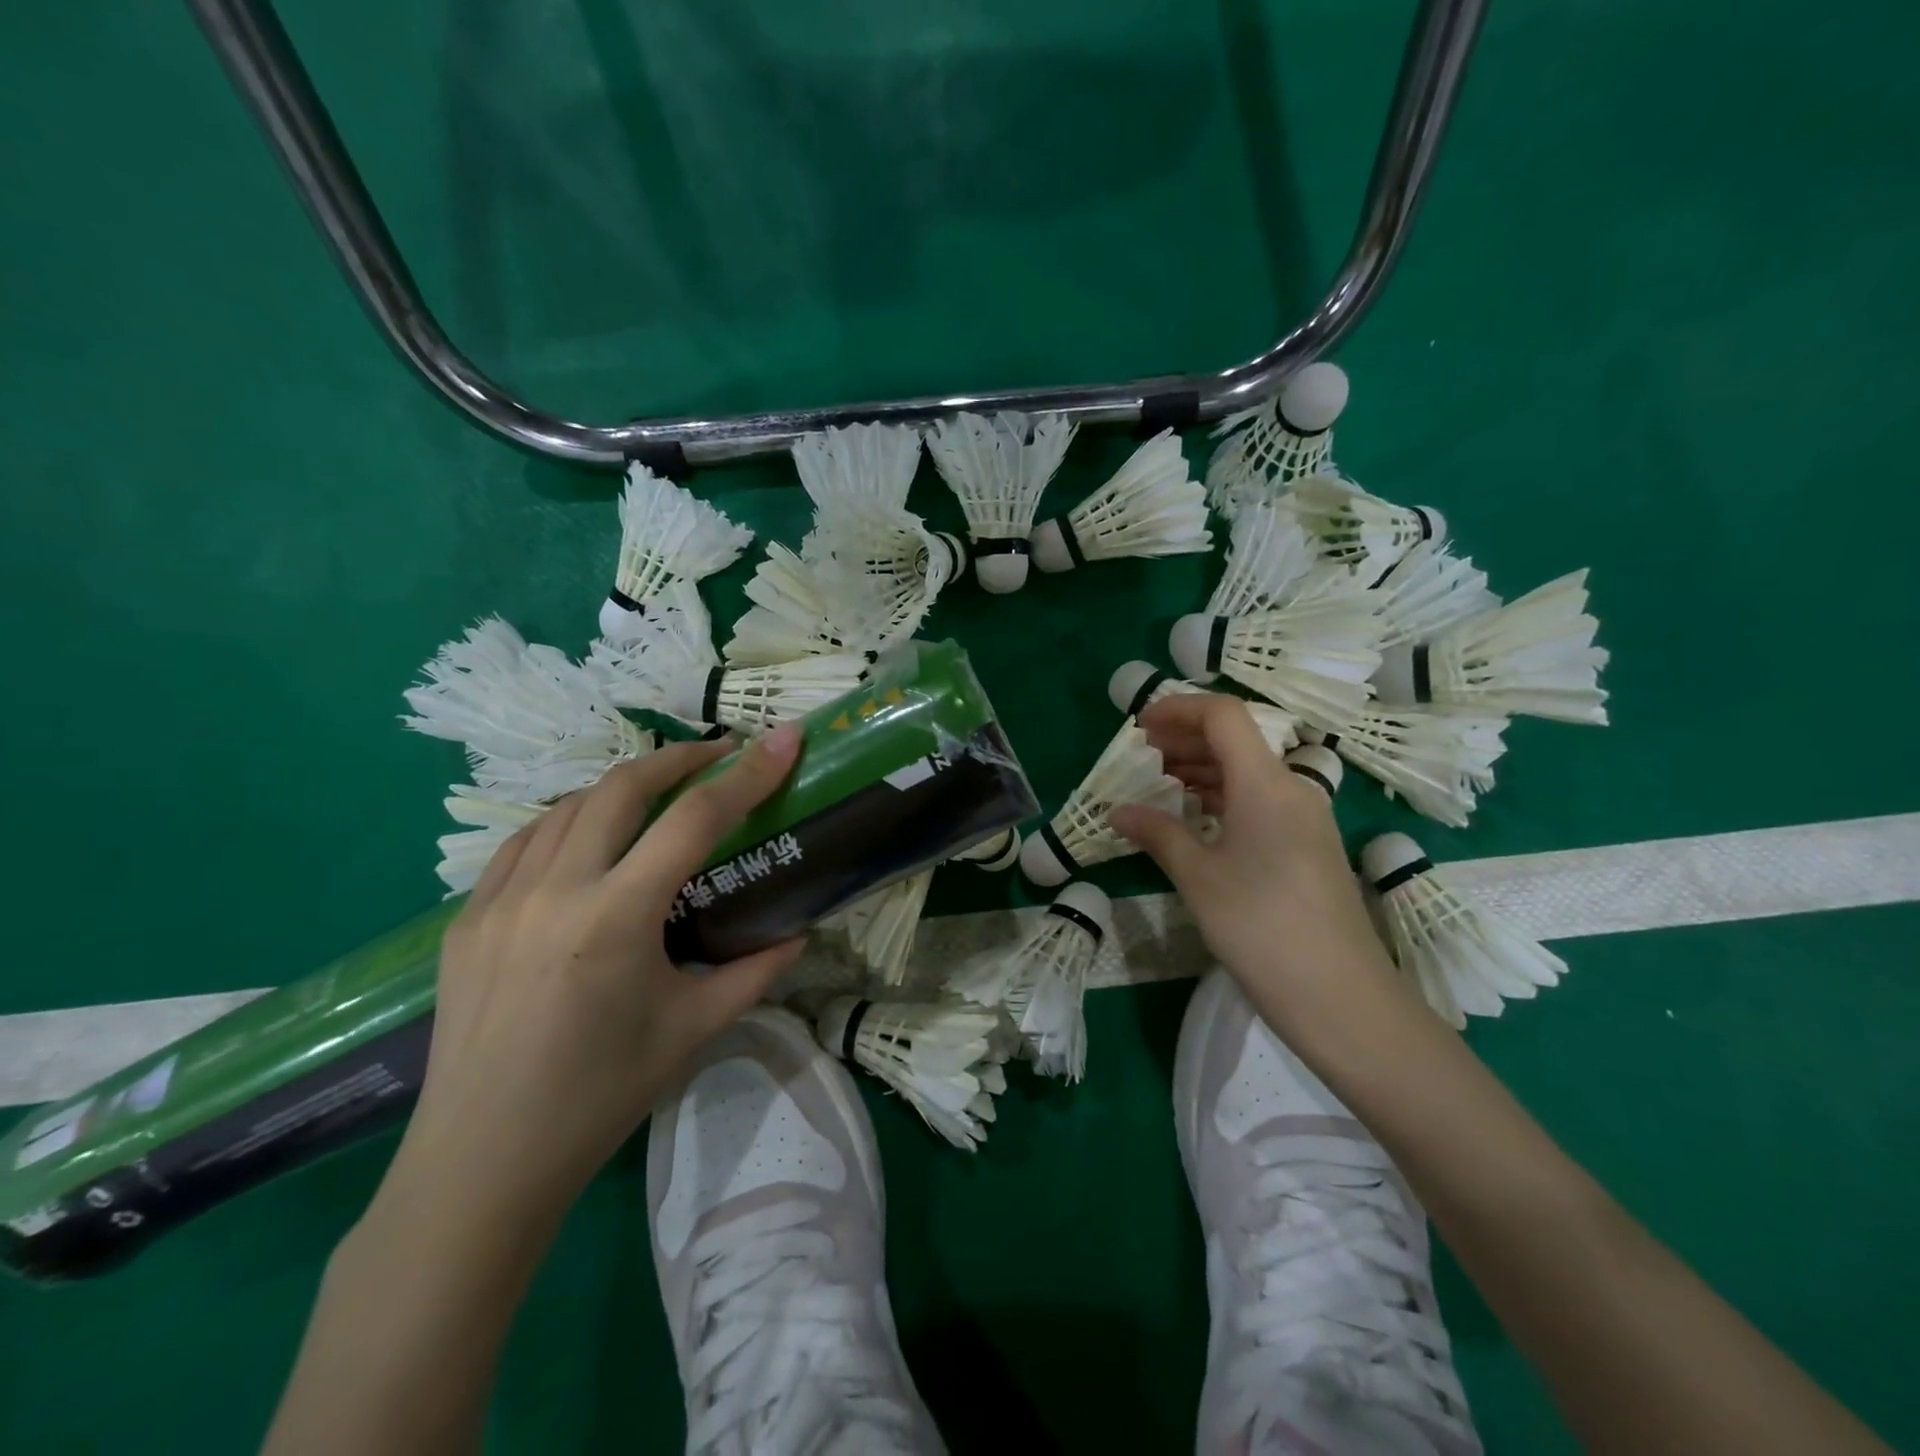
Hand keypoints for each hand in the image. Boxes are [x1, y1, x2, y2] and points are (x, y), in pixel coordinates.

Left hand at [385, 728, 807, 1233]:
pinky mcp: (466, 919)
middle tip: (720, 756)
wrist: (482, 1163)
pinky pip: (523, 843)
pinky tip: (587, 837)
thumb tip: (799, 934)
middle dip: (679, 758)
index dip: (747, 773)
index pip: (695, 820)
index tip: (783, 739)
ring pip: (568, 806)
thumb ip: (755, 972)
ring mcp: (499, 900)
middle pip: (622, 786)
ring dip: (622, 786)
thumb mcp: (693, 1030)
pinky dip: (568, 821)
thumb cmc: (600, 1095)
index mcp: (616, 917)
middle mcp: (555, 891)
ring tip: (660, 793)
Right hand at [1110, 693, 1402, 1042]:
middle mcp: (1291, 789)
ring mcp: (1305, 819)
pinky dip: (1222, 798)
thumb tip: (1118, 812)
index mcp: (1265, 783)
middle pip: (1235, 741)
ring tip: (1159, 787)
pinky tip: (1195, 821)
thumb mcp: (1199, 878)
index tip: (1139, 727)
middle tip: (1140, 758)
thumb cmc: (1261, 927)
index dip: (1178, 709)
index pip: (1223, 716)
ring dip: (1202, 770)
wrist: (1341, 997)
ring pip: (1247, 773)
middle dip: (1184, 740)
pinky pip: (1259, 801)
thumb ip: (1158, 834)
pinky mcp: (1308, 847)